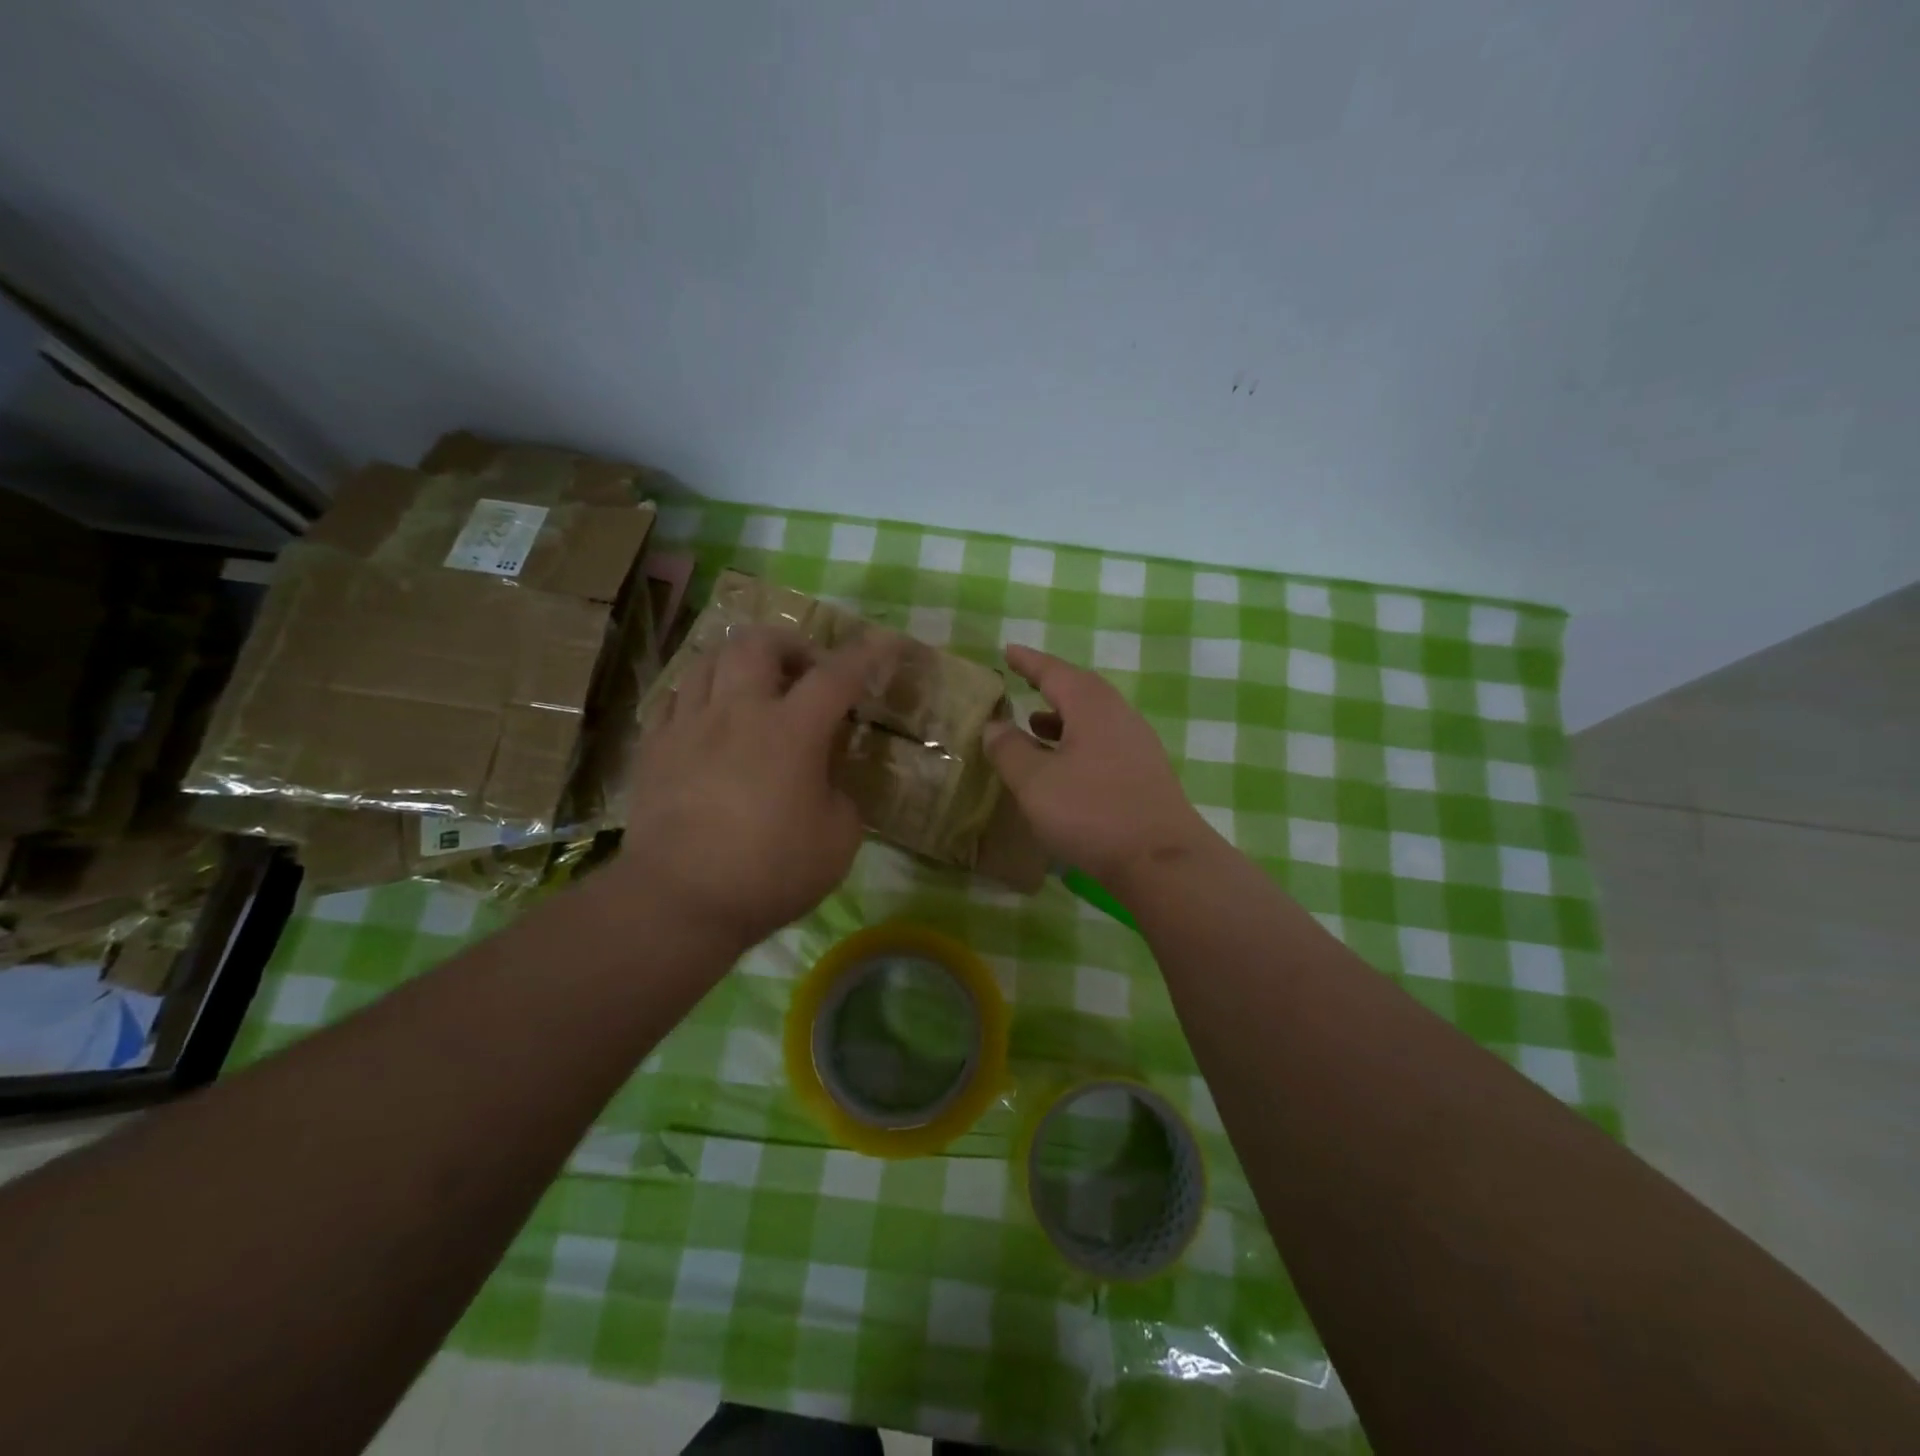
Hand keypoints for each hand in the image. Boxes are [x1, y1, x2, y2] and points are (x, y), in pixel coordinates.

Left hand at [614, 626, 894, 955]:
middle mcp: (738, 712)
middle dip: (789, 644)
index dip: (866, 654)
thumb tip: (825, 780)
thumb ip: (841, 796)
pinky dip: (700, 693)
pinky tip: (708, 716)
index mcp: (792, 731)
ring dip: (740, 661)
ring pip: (709, 659)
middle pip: (758, 644)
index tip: (885, 640)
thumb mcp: (838, 841)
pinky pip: (675, 696)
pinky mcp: (654, 747)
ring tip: (753, 686)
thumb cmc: (770, 873)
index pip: (837, 676)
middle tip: (803, 670)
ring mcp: (689, 725)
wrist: (680, 901)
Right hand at [983, 645, 1216, 892]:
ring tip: (1034, 726)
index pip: (1055, 672)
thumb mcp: (1035, 781)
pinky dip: (1077, 742)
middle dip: (1050, 685)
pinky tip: (1063, 766)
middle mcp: (1119, 717)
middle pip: (1081, 690)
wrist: (1162, 861)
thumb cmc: (1092, 812)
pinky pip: (1104, 743)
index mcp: (1092, 707)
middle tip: (1023, 682)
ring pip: (1094, 719)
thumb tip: (994, 725)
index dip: (1028, 662)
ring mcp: (1138, 746)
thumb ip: (1009, 749)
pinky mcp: (1145, 774)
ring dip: (1062, 717)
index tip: (1008, 651)